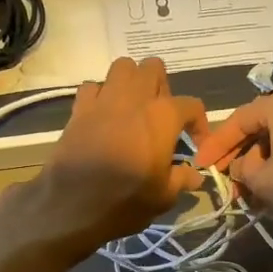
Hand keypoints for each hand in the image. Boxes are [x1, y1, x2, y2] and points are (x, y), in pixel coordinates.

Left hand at [22, 57, 207, 254]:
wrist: (73, 204)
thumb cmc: (126, 200)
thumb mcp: (163, 196)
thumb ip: (182, 180)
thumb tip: (196, 176)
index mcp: (163, 116)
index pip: (191, 105)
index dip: (199, 124)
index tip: (195, 145)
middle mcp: (135, 98)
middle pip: (154, 68)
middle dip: (161, 87)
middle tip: (160, 116)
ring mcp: (105, 99)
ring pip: (122, 67)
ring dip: (131, 82)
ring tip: (132, 108)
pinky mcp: (79, 108)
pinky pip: (92, 86)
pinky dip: (100, 95)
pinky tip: (103, 115)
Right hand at [191, 89, 272, 228]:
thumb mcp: (260, 179)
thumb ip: (240, 167)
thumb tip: (239, 166)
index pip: (238, 120)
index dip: (216, 145)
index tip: (201, 165)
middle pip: (257, 127)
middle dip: (236, 155)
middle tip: (220, 177)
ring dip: (255, 163)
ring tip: (242, 189)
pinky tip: (266, 188)